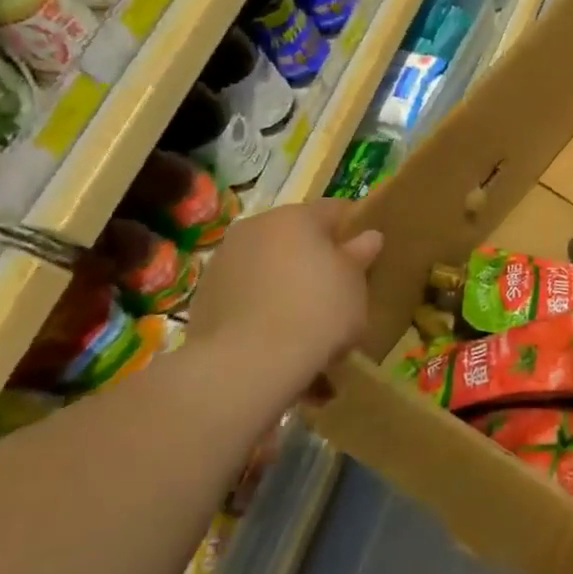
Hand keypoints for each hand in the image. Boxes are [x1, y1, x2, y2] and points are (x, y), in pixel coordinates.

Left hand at [183, 201, 382, 409]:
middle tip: (337, 289)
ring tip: (304, 320)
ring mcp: (223, 261)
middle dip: (316, 257)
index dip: (354, 229)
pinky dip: (261, 307)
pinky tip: (276, 336)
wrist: (247, 363)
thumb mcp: (354, 284)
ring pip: (268, 265)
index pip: (335, 210)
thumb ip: (360, 255)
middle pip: (296, 236)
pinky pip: (245, 294)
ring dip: (285, 282)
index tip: (366, 254)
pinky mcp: (203, 297)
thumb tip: (369, 236)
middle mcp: (255, 228)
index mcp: (296, 217)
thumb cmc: (316, 311)